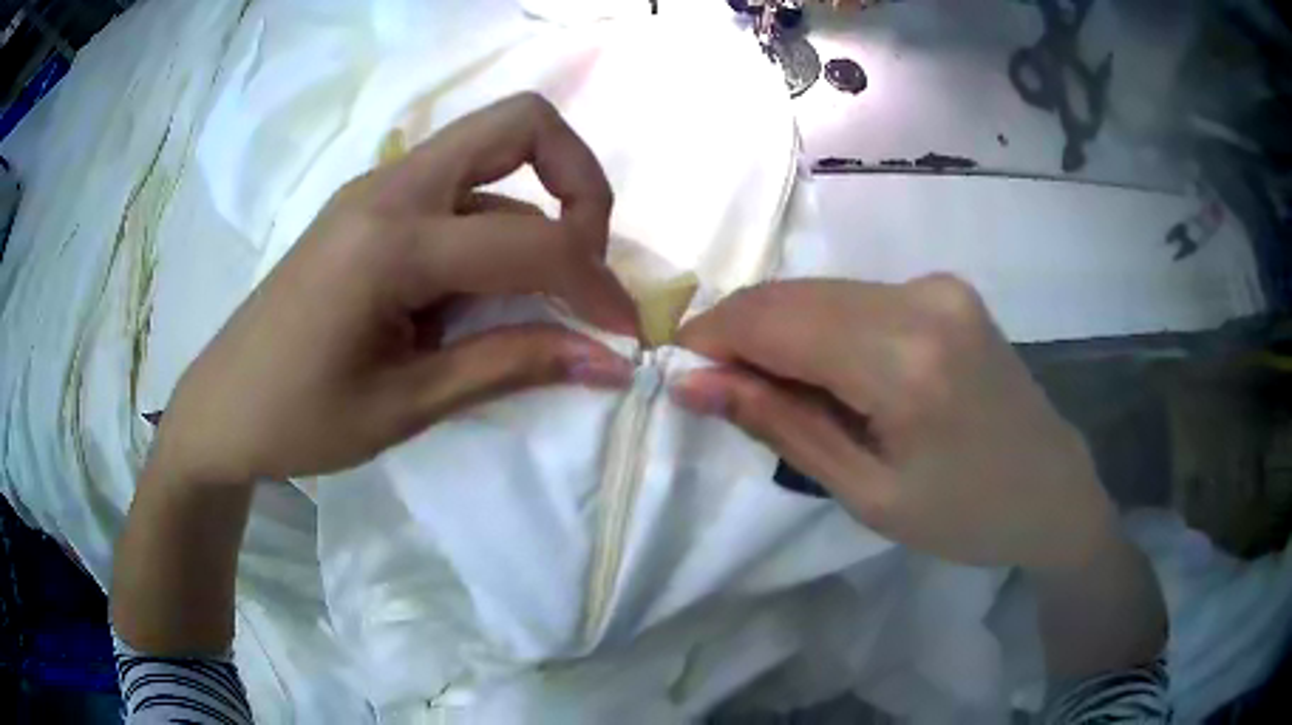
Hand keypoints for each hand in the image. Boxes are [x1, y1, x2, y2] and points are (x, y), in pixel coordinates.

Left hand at [154, 93, 638, 485]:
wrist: (220, 408)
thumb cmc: (298, 420)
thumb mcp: (406, 405)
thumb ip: (509, 365)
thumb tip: (607, 359)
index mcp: (390, 241)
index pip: (532, 238)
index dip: (596, 285)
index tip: (623, 334)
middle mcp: (389, 187)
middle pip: (519, 122)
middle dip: (581, 182)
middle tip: (587, 257)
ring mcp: (377, 188)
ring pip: (491, 151)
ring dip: (539, 205)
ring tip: (537, 290)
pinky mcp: (370, 205)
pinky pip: (458, 186)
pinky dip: (496, 223)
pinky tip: (480, 289)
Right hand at [672, 276, 1117, 571]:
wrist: (1051, 489)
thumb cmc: (964, 516)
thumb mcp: (867, 494)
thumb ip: (781, 425)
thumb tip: (695, 382)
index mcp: (909, 362)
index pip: (778, 321)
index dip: (713, 336)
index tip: (677, 368)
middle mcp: (923, 300)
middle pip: (795, 295)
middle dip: (740, 333)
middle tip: (713, 386)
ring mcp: (938, 286)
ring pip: (822, 291)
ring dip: (779, 331)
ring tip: (771, 391)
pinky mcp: (944, 288)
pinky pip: (856, 297)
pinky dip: (821, 328)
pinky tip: (825, 374)